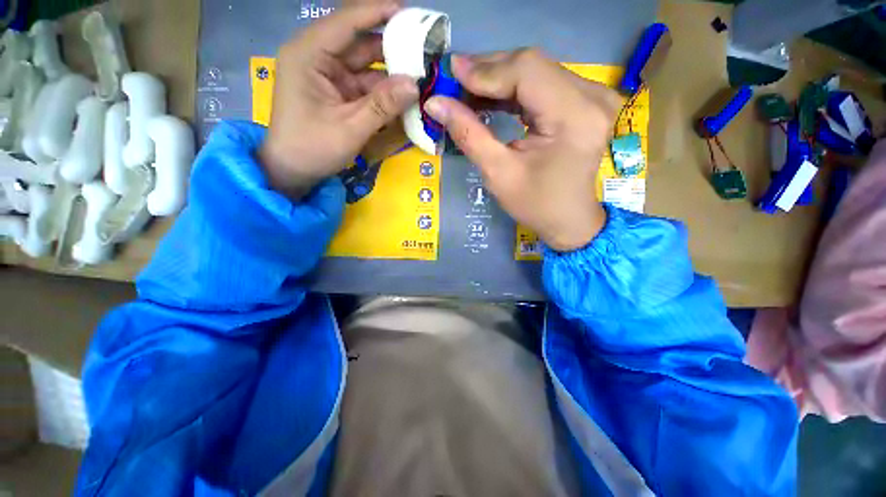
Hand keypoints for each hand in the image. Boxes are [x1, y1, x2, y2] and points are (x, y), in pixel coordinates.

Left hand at [259, 4, 418, 198]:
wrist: (292, 171)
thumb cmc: (312, 148)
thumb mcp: (350, 128)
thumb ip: (382, 105)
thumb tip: (415, 84)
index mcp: (309, 54)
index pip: (347, 21)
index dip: (379, 13)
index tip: (411, 13)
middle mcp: (318, 57)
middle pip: (360, 43)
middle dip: (392, 47)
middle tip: (424, 52)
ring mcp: (328, 75)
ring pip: (366, 66)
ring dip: (391, 72)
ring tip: (421, 74)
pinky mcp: (337, 92)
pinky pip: (365, 85)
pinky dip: (384, 91)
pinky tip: (404, 95)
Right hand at [425, 49, 620, 251]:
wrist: (570, 220)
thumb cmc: (536, 205)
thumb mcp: (498, 174)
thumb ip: (469, 134)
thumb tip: (435, 103)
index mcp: (574, 116)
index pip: (526, 72)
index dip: (485, 70)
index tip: (451, 73)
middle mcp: (591, 96)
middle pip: (532, 65)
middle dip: (489, 71)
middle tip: (454, 81)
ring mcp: (593, 96)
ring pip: (537, 71)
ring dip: (499, 79)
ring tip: (466, 89)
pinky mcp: (586, 102)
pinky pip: (544, 83)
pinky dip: (514, 89)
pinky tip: (490, 97)